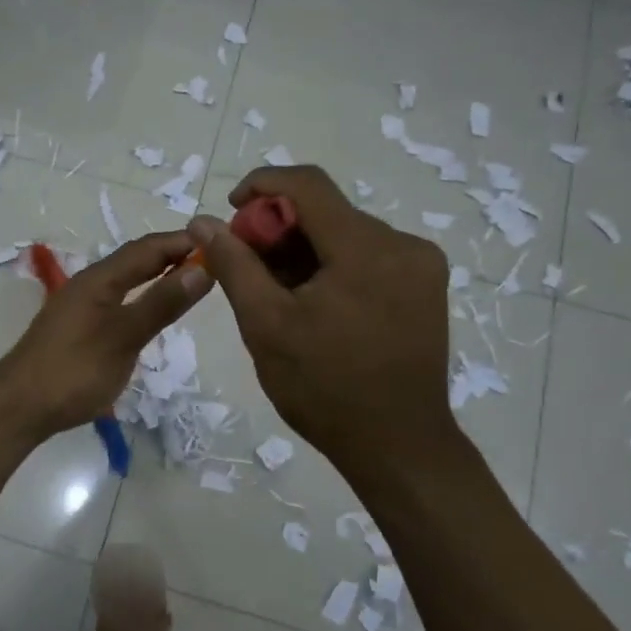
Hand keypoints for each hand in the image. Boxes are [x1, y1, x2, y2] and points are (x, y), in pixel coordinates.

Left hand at [0, 230, 213, 441]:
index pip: (148, 248)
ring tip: (192, 281)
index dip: (182, 242)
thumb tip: (202, 267)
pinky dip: (144, 297)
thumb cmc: (73, 371)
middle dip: (173, 255)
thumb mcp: (124, 337)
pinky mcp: (79, 328)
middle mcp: (90, 285)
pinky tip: (155, 312)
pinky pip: (119, 300)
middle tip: (214, 260)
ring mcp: (82, 307)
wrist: (19, 407)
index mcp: (99, 279)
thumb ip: (161, 303)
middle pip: (136, 260)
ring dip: (159, 275)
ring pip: (127, 280)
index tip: (221, 241)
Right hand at [189, 167, 454, 474]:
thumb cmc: (324, 388)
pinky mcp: (426, 287)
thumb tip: (203, 221)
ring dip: (306, 250)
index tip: (232, 211)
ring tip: (279, 293)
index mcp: (366, 248)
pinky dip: (333, 266)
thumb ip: (234, 265)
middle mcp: (403, 244)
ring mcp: (422, 266)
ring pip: (347, 234)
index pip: (308, 184)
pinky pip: (369, 256)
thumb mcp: (266, 325)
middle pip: (328, 211)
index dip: (262, 185)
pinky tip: (315, 303)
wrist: (397, 446)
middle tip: (248, 266)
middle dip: (280, 229)